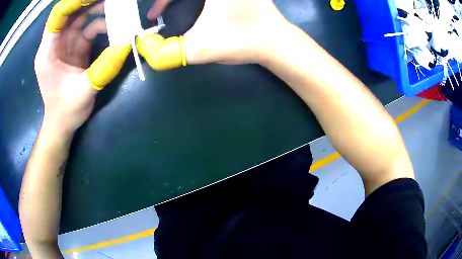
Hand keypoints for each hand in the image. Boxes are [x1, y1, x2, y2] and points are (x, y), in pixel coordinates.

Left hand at [35, 0, 130, 134]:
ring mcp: (64, 46)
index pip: (58, 16)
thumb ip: (104, 68)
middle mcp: (54, 45)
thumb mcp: (84, 92)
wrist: (62, 124)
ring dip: (98, 12)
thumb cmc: (66, 112)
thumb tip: (127, 43)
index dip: (74, 2)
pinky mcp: (74, 49)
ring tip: (118, 10)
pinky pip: (87, 30)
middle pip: (71, 14)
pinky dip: (101, 27)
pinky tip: (114, 29)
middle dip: (90, 3)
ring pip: (80, 19)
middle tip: (114, 1)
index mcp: (48, 53)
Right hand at [137, 0, 289, 69]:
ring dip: (182, 1)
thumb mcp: (200, 48)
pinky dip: (196, 1)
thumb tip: (147, 49)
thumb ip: (167, 53)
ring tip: (172, 10)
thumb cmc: (242, 41)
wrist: (277, 42)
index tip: (154, 16)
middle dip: (169, 1)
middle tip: (161, 13)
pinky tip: (194, 6)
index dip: (160, 2)